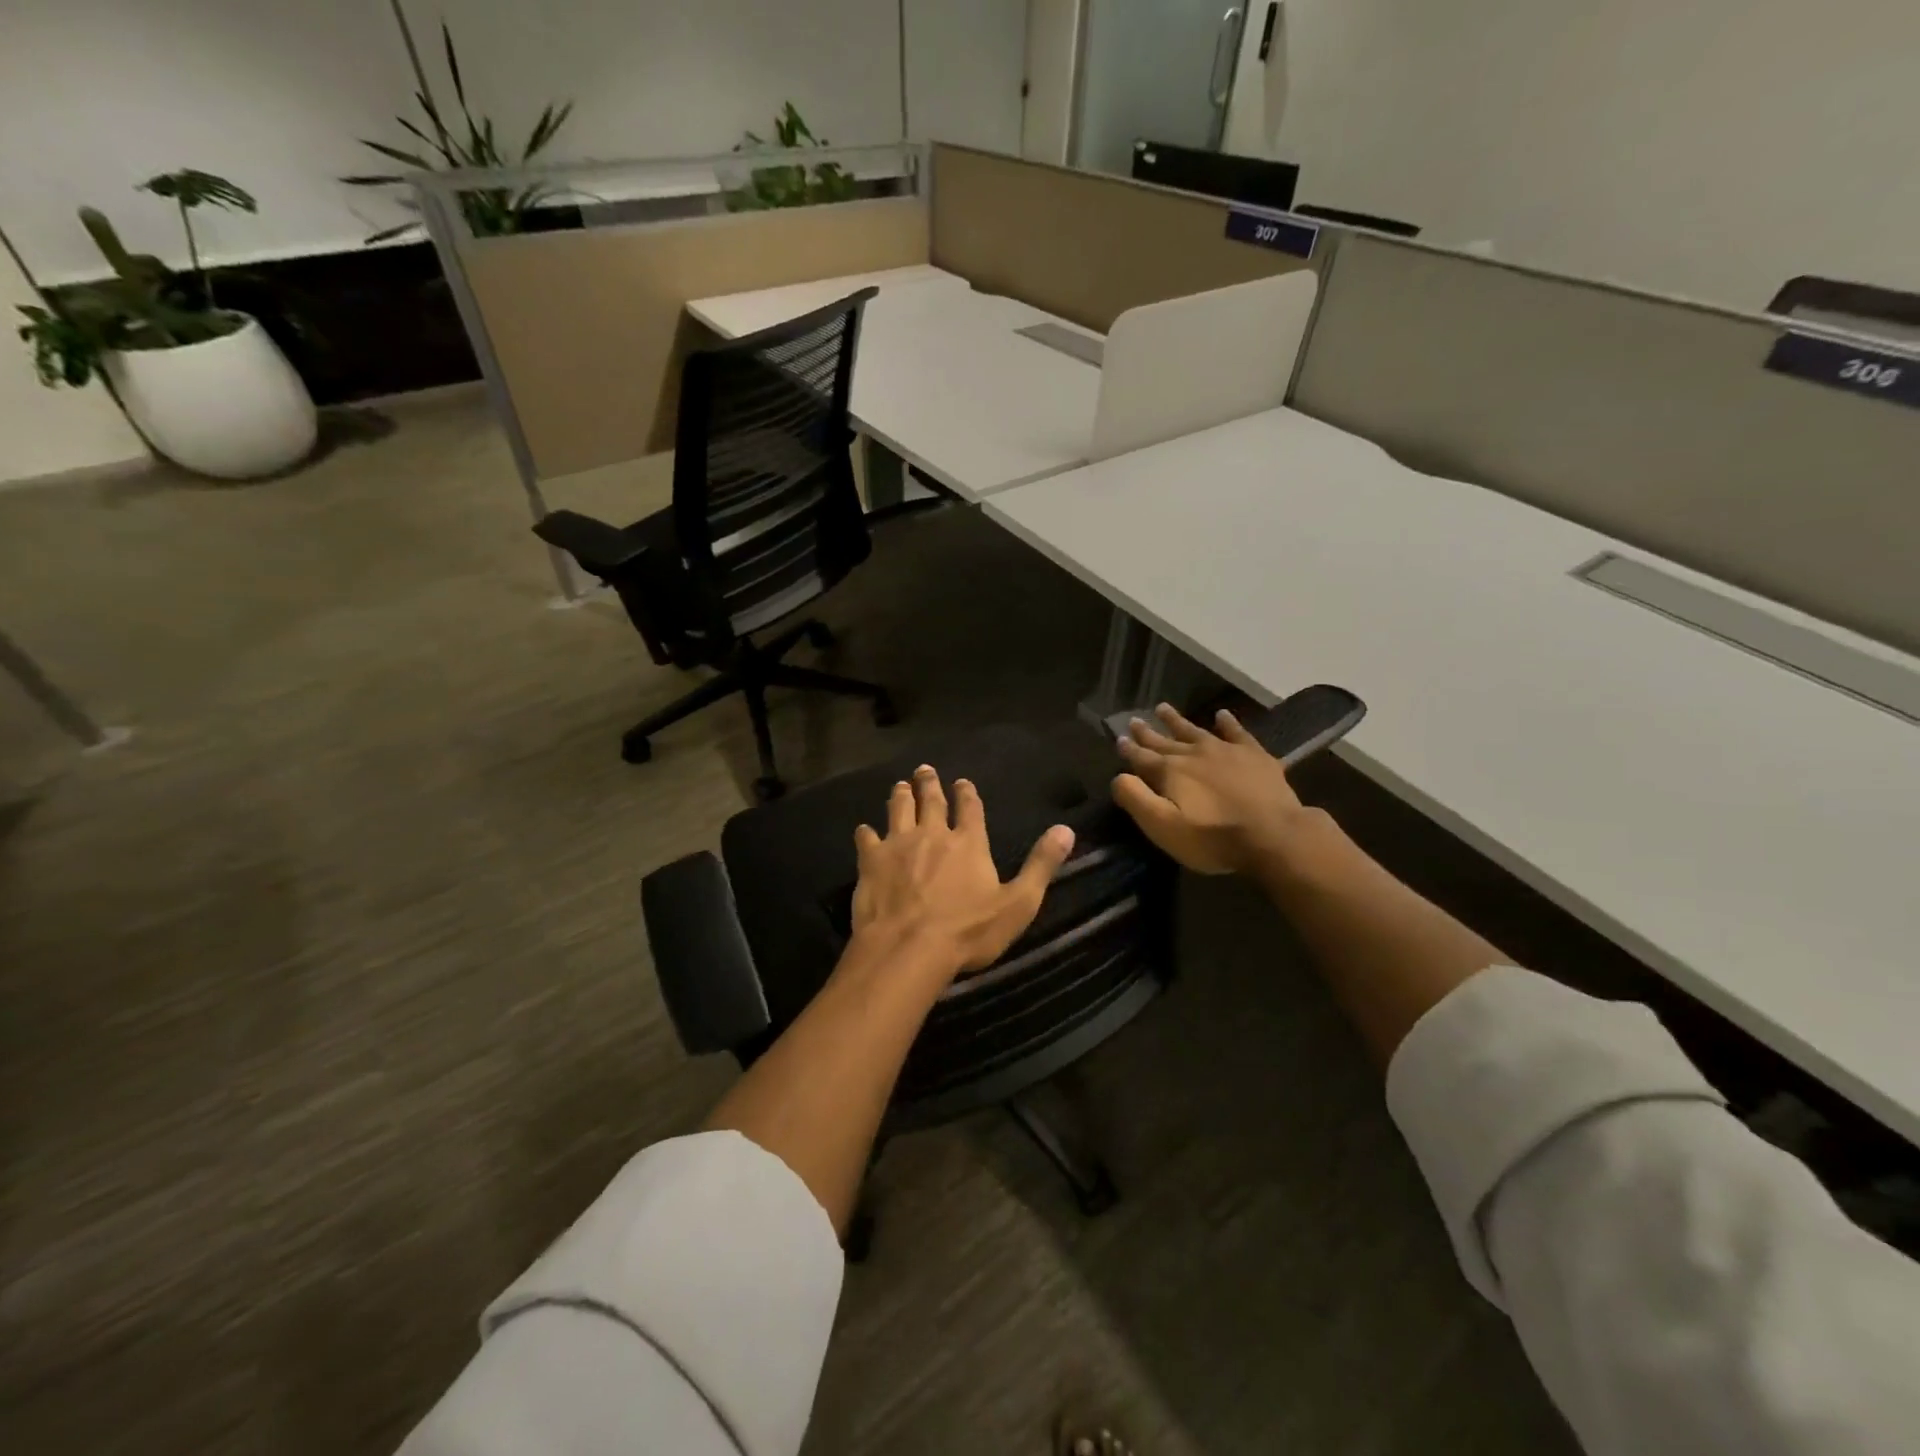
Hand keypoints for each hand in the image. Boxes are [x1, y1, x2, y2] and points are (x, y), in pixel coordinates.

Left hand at [852, 765, 1075, 974]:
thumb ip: (1040, 865)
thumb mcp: (1018, 903)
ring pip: (898, 810)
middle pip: (930, 801)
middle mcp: (933, 834)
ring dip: (900, 796)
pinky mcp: (871, 861)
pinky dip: (866, 833)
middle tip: (924, 769)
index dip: (966, 793)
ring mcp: (898, 845)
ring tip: (900, 785)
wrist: (909, 948)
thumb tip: (1066, 830)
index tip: (962, 781)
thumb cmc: (968, 931)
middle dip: (928, 783)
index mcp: (969, 843)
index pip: (970, 808)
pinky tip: (864, 831)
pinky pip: (867, 839)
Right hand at [1112, 704, 1315, 875]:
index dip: (1129, 750)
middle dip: (1148, 732)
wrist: (1273, 835)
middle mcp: (1194, 754)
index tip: (1119, 739)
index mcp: (1170, 772)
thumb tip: (1119, 777)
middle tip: (1134, 720)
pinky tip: (1222, 715)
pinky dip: (1228, 723)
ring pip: (1195, 730)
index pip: (1142, 758)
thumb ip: (1137, 799)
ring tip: (1163, 708)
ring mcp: (1225, 751)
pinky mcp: (1254, 755)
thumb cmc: (1213, 837)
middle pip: (1165, 741)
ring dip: (1177, 721)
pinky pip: (1237, 732)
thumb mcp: (1164, 827)